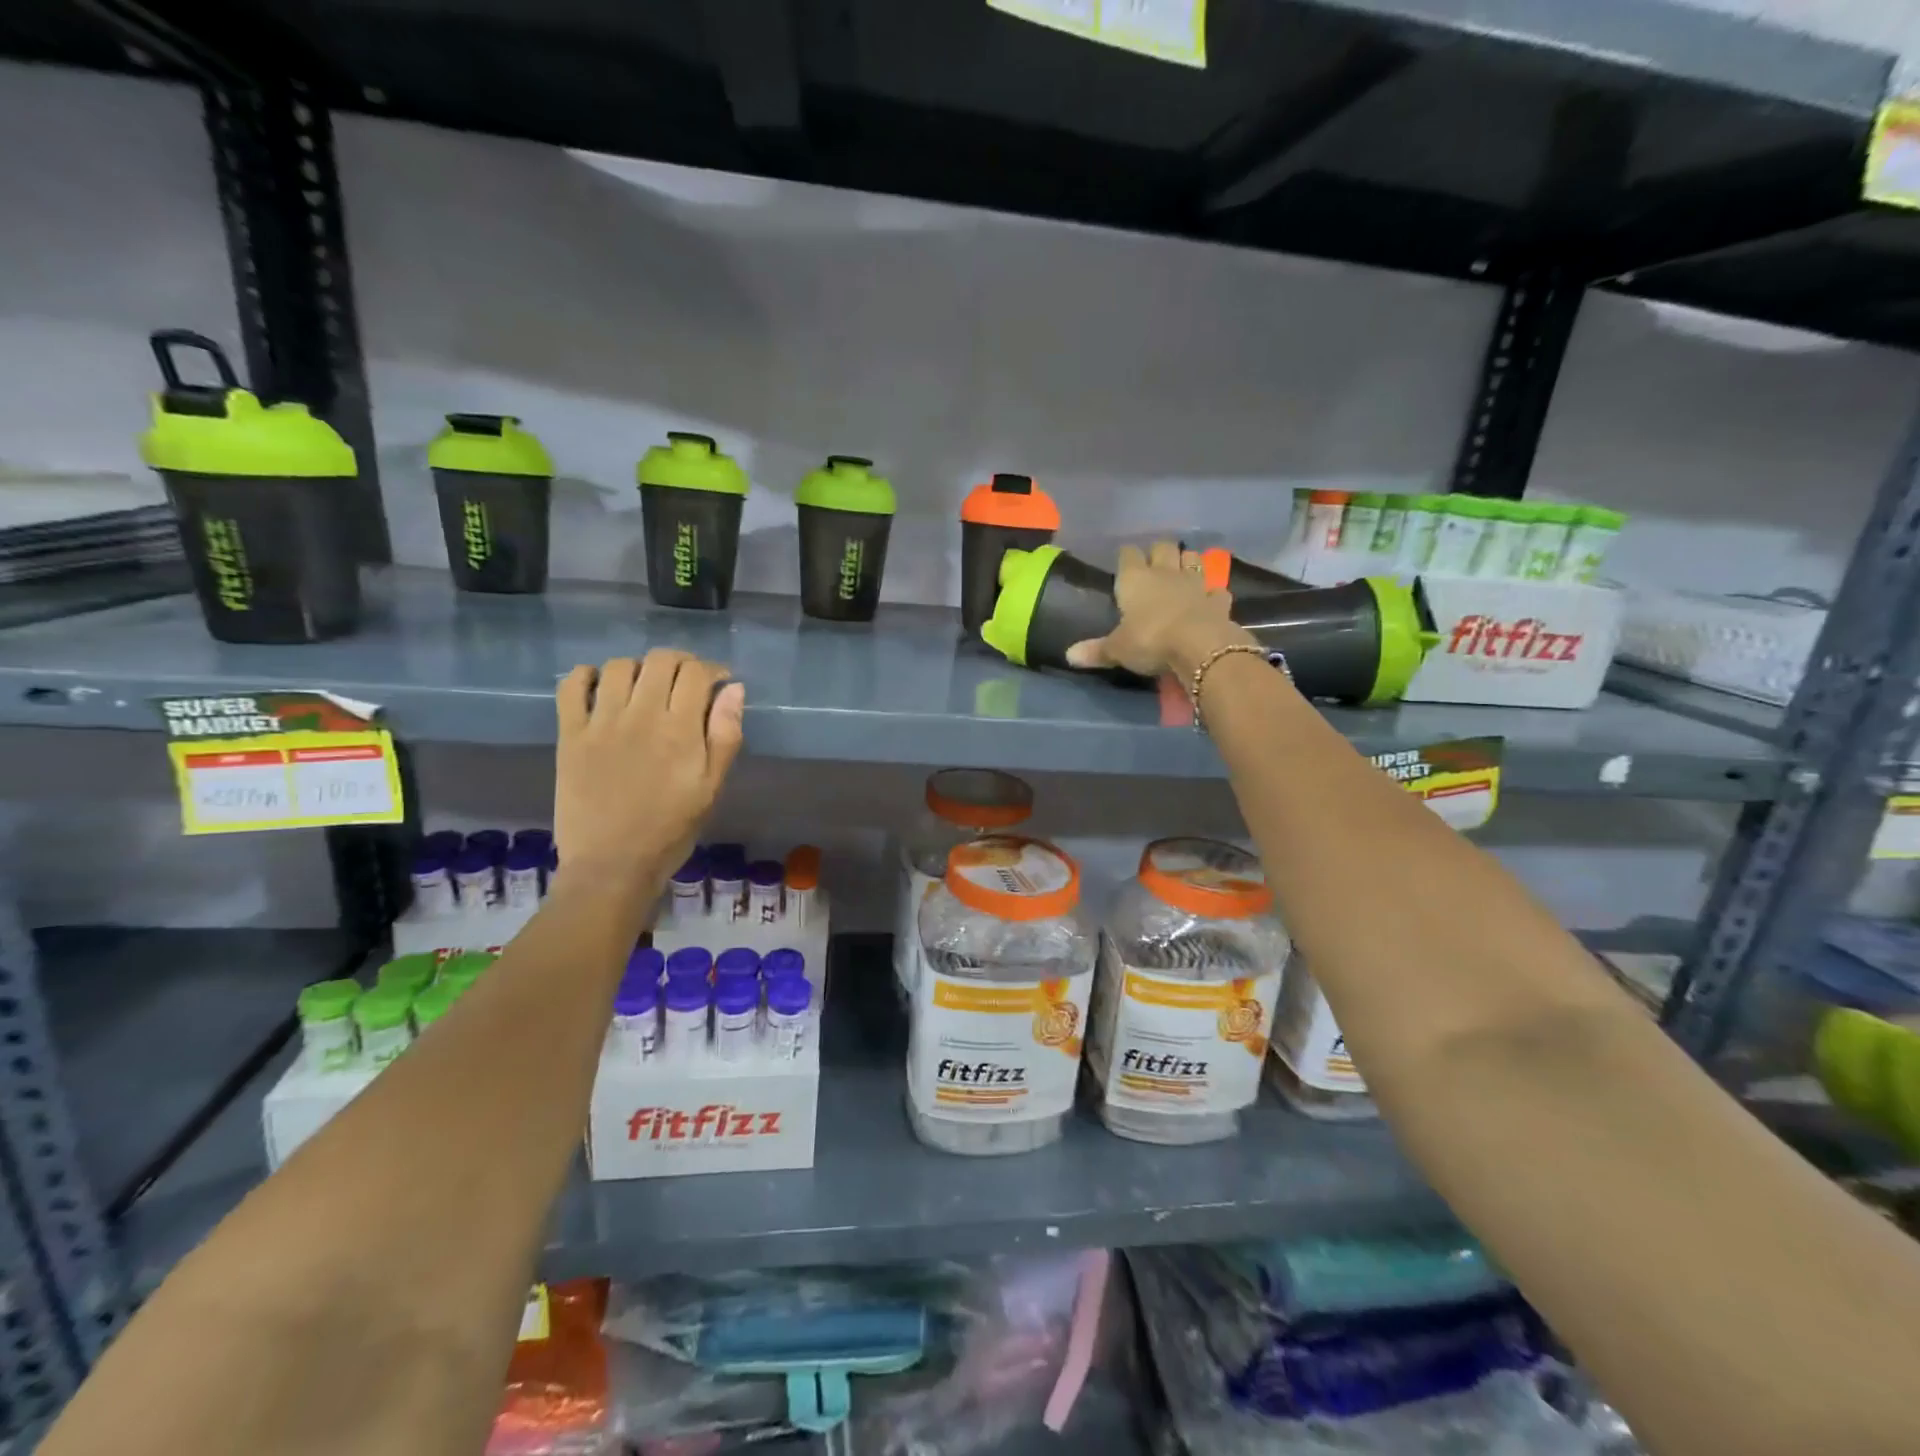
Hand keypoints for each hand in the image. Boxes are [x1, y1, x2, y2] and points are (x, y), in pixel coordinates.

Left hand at [554, 651, 744, 885]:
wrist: (612, 865)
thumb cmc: (671, 829)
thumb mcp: (712, 787)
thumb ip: (725, 735)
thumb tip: (734, 689)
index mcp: (680, 730)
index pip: (696, 673)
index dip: (712, 670)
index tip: (718, 683)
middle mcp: (641, 716)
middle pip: (660, 661)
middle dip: (680, 662)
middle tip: (685, 681)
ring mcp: (601, 723)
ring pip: (618, 666)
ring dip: (638, 668)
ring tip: (645, 687)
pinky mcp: (570, 735)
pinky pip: (571, 687)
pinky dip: (586, 677)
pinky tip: (599, 687)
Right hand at [1066, 541, 1253, 676]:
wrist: (1199, 646)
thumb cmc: (1150, 641)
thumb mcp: (1117, 649)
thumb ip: (1096, 650)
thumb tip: (1069, 656)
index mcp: (1135, 579)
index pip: (1128, 555)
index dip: (1126, 556)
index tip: (1124, 561)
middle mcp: (1165, 573)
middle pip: (1163, 547)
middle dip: (1159, 552)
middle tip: (1154, 564)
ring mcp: (1196, 583)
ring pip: (1193, 558)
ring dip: (1188, 562)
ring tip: (1182, 572)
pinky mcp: (1218, 600)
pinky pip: (1217, 590)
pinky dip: (1213, 593)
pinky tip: (1210, 600)